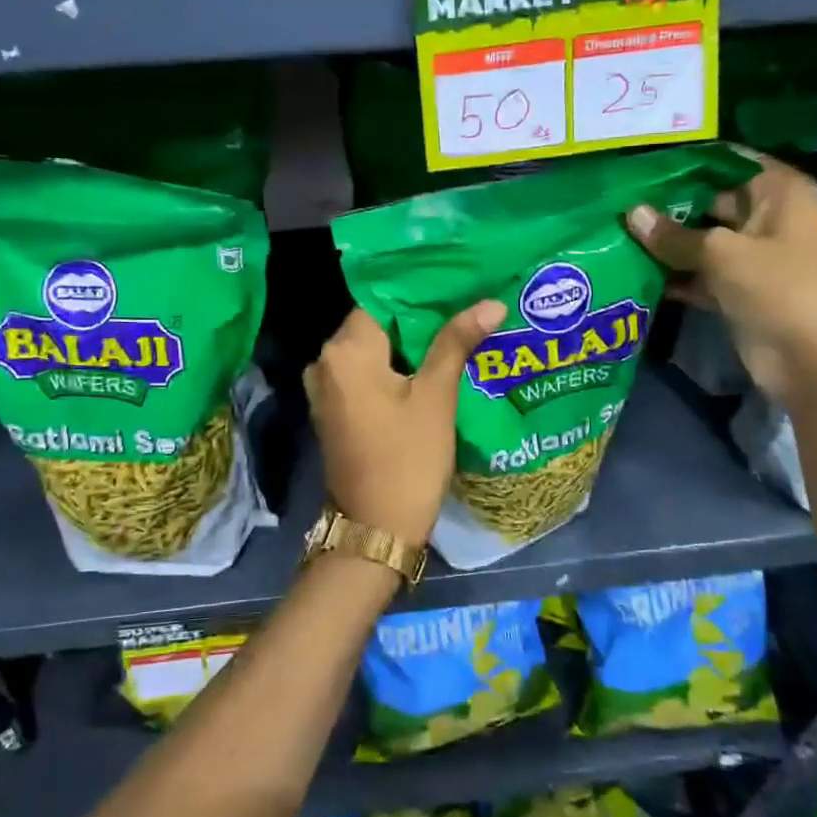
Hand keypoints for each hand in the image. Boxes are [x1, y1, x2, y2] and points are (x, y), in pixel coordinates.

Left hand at [305, 301, 504, 548]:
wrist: (376, 528)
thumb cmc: (408, 458)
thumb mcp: (436, 396)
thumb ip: (456, 342)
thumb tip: (491, 303)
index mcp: (344, 351)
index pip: (381, 301)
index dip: (419, 295)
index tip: (456, 288)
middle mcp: (324, 362)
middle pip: (375, 326)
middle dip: (417, 321)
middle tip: (463, 311)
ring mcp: (324, 389)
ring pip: (371, 352)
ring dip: (407, 347)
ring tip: (454, 336)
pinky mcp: (332, 411)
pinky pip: (363, 376)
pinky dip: (391, 370)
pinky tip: (428, 370)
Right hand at [624, 154, 816, 403]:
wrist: (815, 364)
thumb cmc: (780, 290)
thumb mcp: (723, 254)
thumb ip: (674, 235)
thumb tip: (631, 213)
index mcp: (780, 192)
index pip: (728, 161)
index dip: (688, 160)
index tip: (642, 160)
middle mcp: (767, 217)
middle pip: (711, 199)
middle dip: (669, 203)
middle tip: (618, 196)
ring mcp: (752, 256)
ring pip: (702, 239)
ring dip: (667, 241)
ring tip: (616, 230)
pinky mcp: (738, 291)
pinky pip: (699, 273)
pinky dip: (674, 274)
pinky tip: (634, 268)